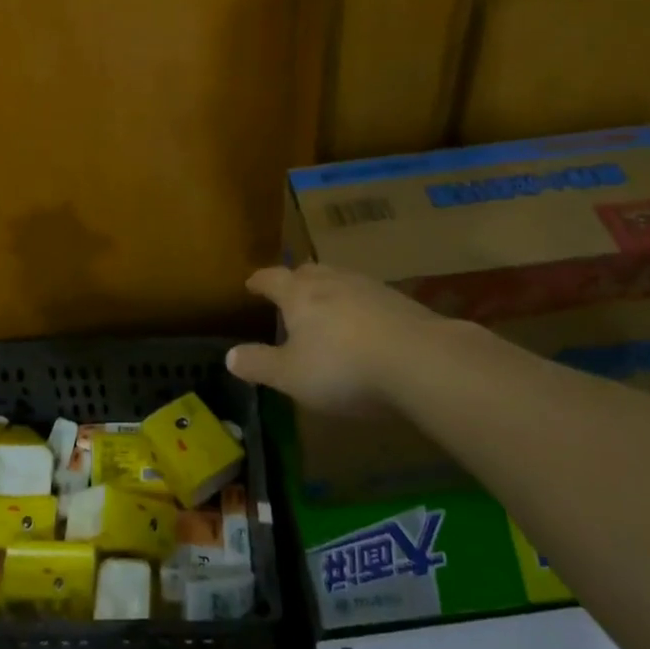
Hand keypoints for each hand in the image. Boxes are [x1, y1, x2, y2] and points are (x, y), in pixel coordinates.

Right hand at [227, 262, 455, 410]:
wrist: (420, 360)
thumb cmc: (343, 368)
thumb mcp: (291, 376)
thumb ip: (259, 364)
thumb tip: (229, 356)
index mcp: (299, 294)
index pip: (271, 278)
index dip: (258, 281)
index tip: (250, 284)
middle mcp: (331, 281)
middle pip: (306, 272)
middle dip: (294, 281)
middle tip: (287, 293)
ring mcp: (368, 287)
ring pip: (339, 280)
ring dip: (328, 290)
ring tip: (324, 306)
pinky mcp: (399, 301)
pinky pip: (367, 296)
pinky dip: (357, 305)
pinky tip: (364, 324)